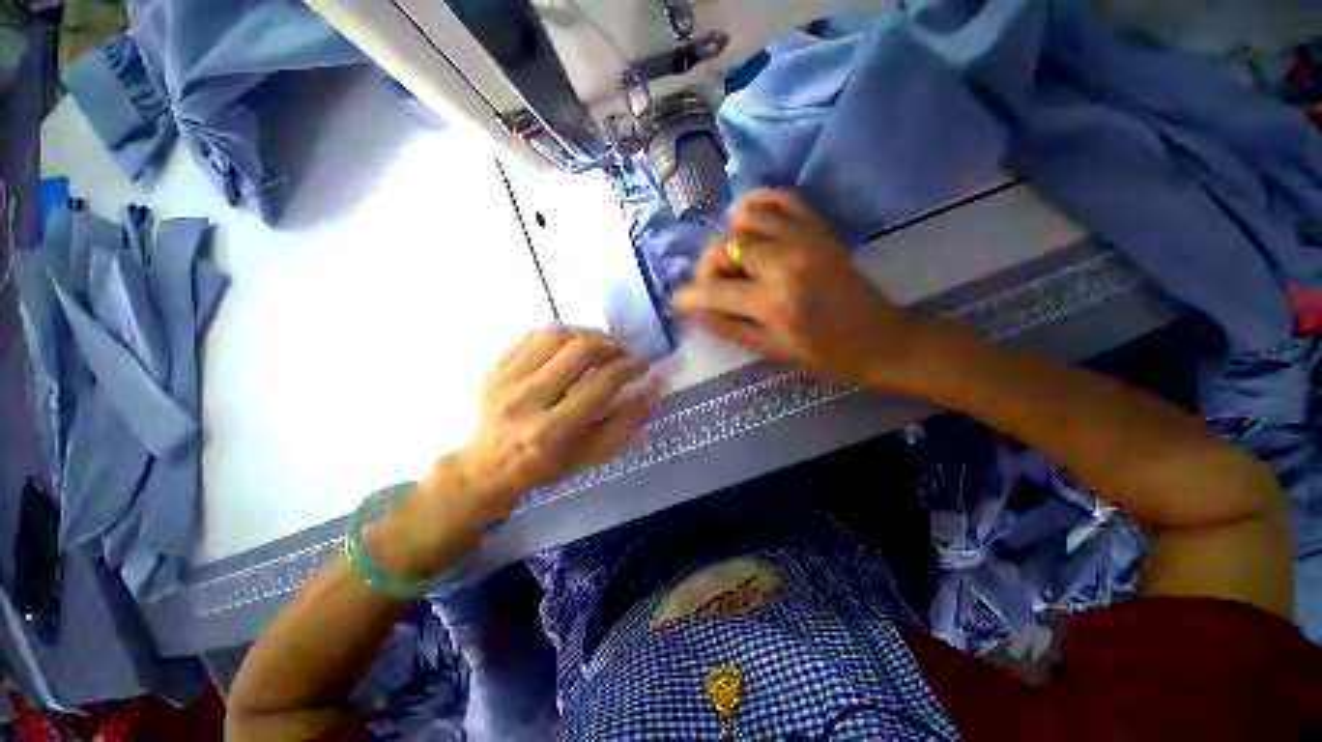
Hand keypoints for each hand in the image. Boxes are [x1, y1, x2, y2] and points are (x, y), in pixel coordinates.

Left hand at [453, 327, 653, 513]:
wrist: (489, 466)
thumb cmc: (547, 466)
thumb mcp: (593, 454)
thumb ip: (625, 422)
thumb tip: (651, 386)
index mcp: (552, 431)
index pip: (600, 384)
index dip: (628, 368)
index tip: (641, 365)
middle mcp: (526, 400)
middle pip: (578, 351)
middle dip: (610, 345)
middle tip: (622, 351)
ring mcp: (505, 380)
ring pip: (555, 335)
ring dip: (587, 334)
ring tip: (601, 343)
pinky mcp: (493, 368)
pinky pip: (532, 335)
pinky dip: (559, 334)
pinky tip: (572, 343)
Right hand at [672, 189, 924, 389]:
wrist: (881, 339)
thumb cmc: (825, 355)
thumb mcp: (771, 351)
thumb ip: (728, 327)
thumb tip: (696, 312)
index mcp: (774, 302)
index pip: (714, 292)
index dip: (688, 297)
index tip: (677, 303)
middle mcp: (785, 261)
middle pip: (723, 247)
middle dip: (705, 269)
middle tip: (710, 288)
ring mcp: (804, 237)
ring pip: (743, 219)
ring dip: (727, 240)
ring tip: (732, 263)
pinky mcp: (818, 227)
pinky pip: (778, 198)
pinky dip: (755, 205)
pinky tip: (748, 226)